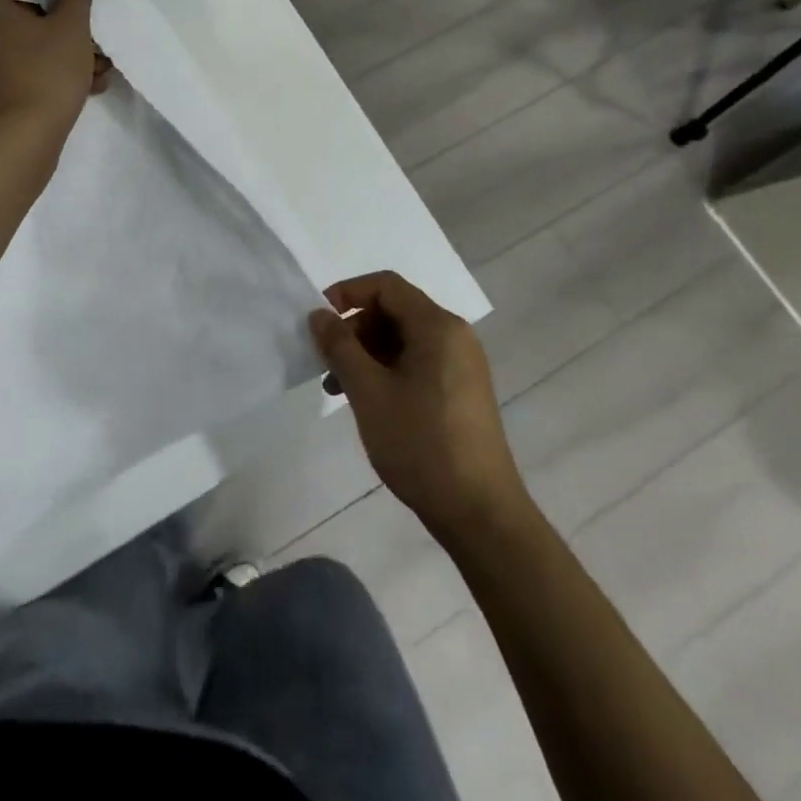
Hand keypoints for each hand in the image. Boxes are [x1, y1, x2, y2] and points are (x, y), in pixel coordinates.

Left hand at [0, 0, 107, 134]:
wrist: (20, 137)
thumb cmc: (44, 70)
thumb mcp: (71, 26)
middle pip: (15, 14)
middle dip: (57, 24)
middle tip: (86, 36)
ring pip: (22, 47)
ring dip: (59, 52)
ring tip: (97, 68)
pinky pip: (19, 73)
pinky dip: (47, 74)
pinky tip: (85, 89)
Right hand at [312, 271, 528, 546]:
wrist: (480, 514)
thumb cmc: (420, 443)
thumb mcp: (368, 391)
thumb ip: (339, 346)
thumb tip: (319, 315)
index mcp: (437, 326)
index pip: (386, 286)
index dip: (348, 293)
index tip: (320, 320)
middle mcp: (454, 336)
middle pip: (394, 311)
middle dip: (354, 330)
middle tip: (327, 362)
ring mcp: (461, 365)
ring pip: (403, 339)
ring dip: (366, 354)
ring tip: (338, 389)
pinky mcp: (461, 391)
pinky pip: (417, 362)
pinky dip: (386, 371)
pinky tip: (367, 401)